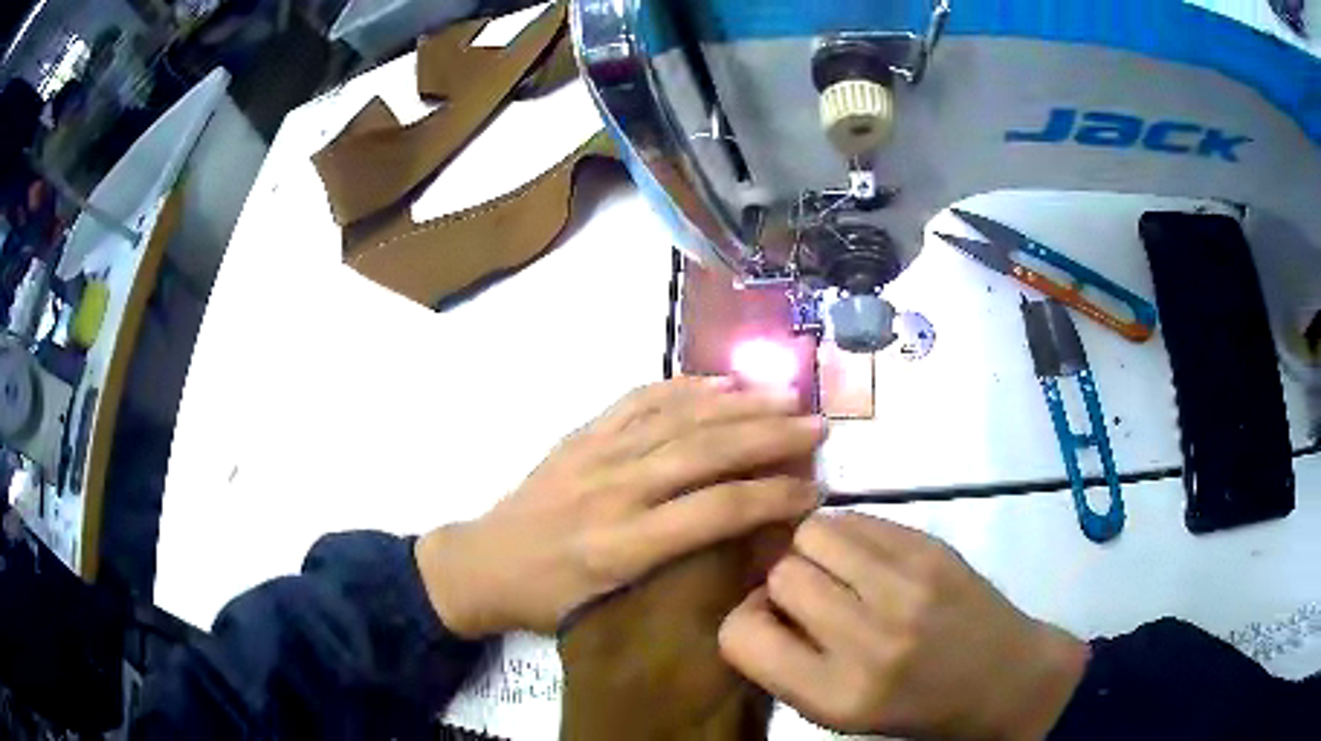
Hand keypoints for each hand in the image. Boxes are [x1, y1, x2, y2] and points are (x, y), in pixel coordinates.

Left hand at [416, 377, 824, 637]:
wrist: (483, 563)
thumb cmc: (549, 600)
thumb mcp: (610, 609)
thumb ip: (673, 574)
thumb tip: (741, 541)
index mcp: (621, 547)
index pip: (715, 512)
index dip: (773, 497)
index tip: (814, 491)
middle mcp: (614, 491)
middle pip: (705, 453)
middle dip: (770, 437)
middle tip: (818, 426)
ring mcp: (595, 454)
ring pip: (677, 419)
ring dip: (736, 404)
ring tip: (784, 394)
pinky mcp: (581, 435)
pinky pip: (637, 400)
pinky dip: (682, 388)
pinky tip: (719, 381)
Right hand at [719, 513, 1088, 739]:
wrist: (1002, 679)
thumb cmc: (915, 706)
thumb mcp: (838, 712)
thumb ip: (787, 662)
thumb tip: (754, 599)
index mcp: (835, 695)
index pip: (741, 635)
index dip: (746, 621)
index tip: (771, 622)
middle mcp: (868, 641)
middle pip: (780, 573)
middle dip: (784, 581)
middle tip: (812, 596)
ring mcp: (906, 587)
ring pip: (815, 532)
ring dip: (814, 548)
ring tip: (840, 570)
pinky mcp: (932, 549)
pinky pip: (859, 518)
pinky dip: (850, 532)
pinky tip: (870, 558)